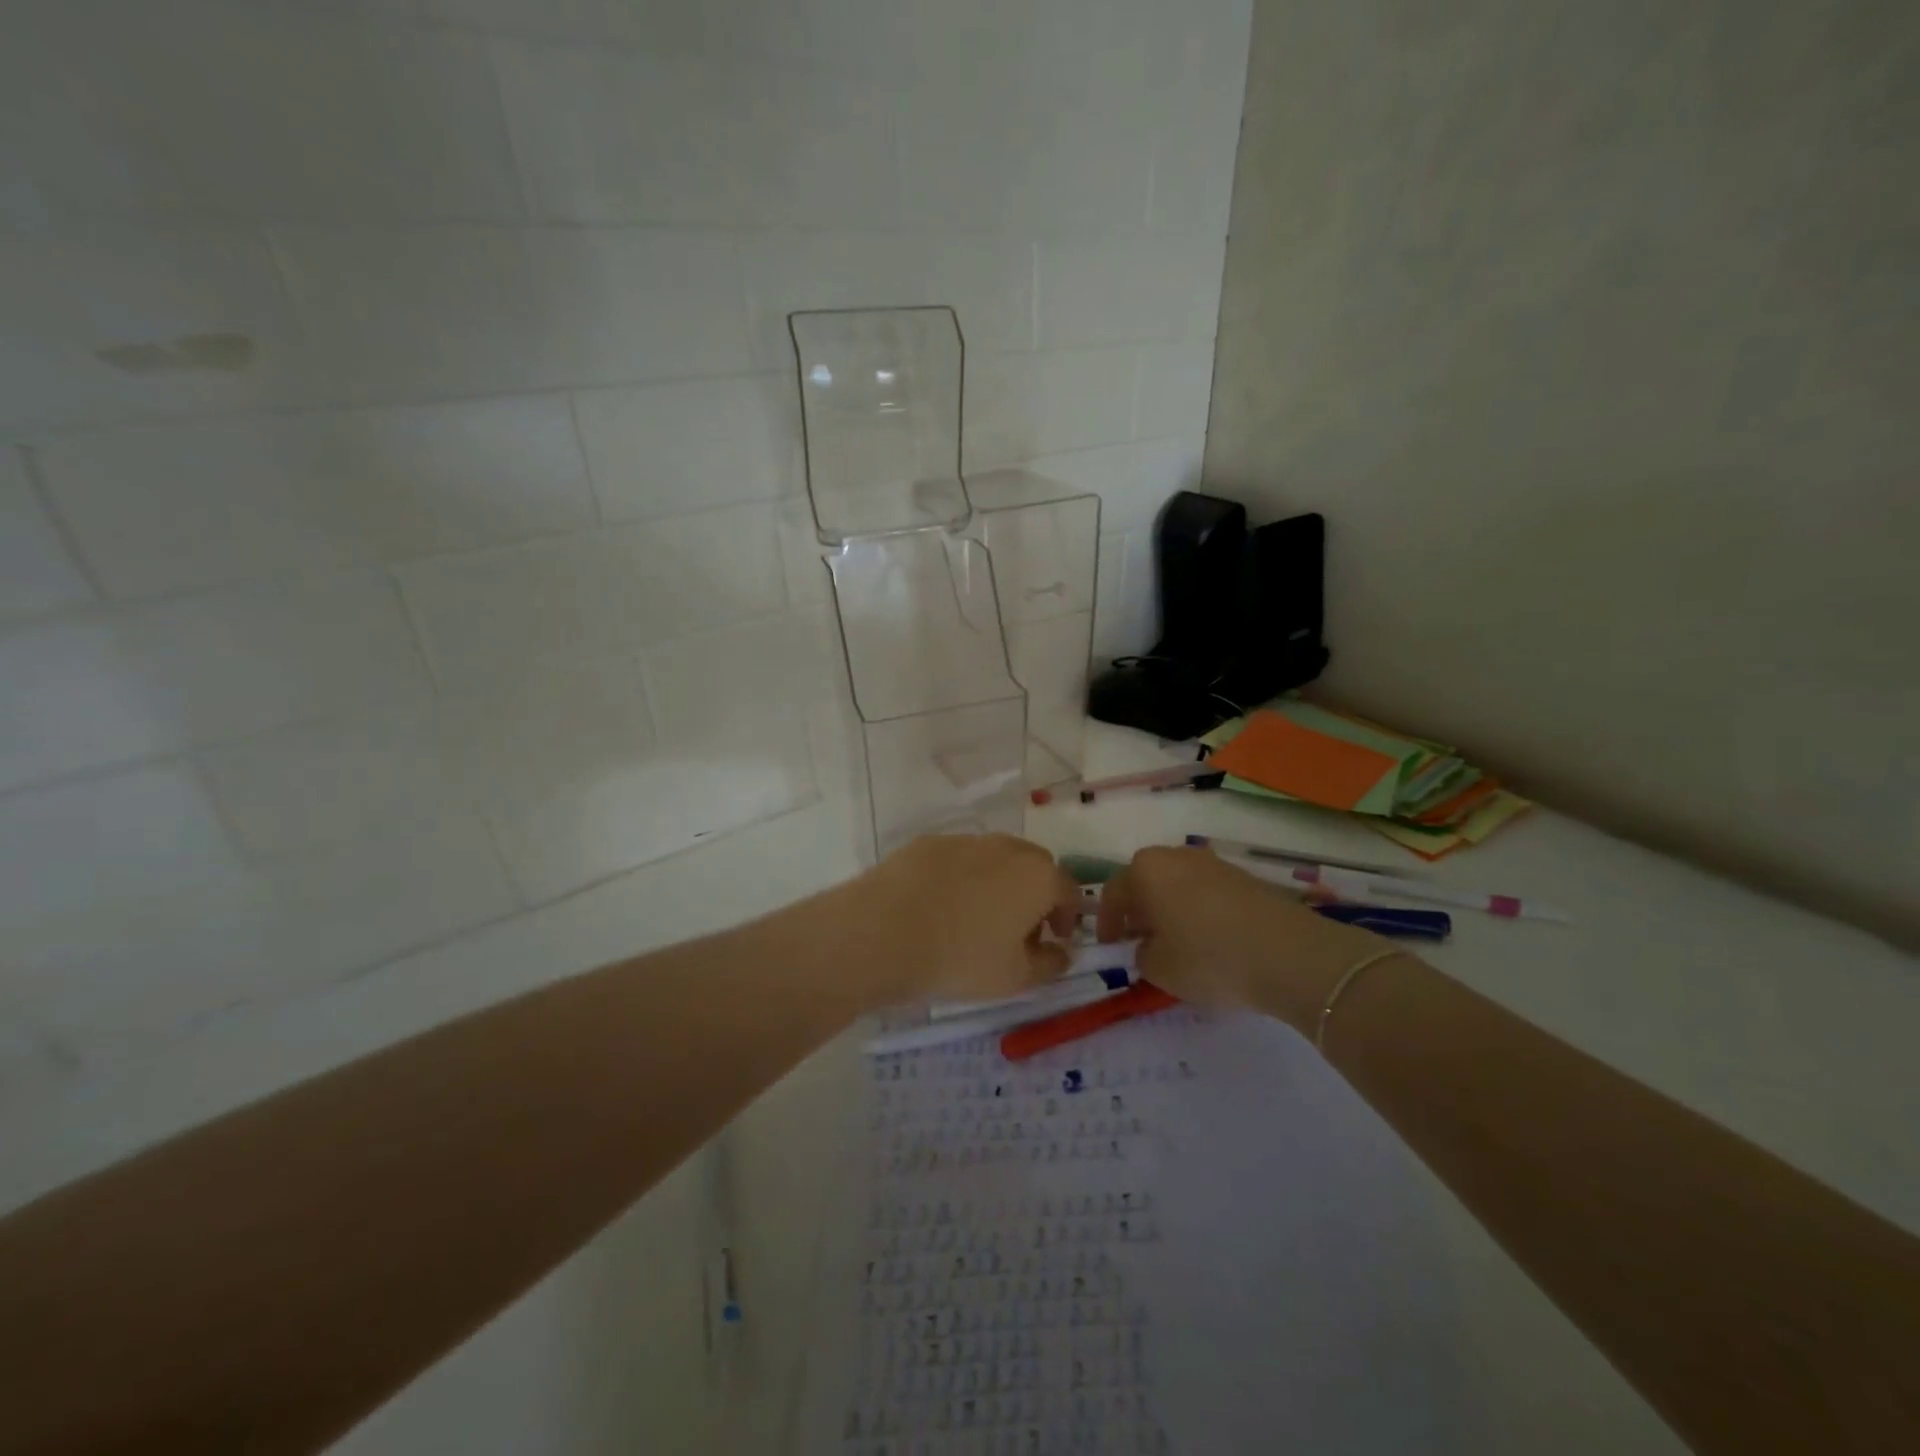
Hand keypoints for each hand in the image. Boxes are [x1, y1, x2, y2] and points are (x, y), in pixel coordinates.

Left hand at [823, 834, 1083, 1008]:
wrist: (883, 932)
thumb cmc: (961, 958)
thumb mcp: (1016, 978)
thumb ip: (1050, 964)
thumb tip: (1061, 952)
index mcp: (1038, 875)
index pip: (1069, 891)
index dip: (1068, 918)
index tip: (1056, 941)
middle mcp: (1007, 847)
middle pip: (1033, 868)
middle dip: (1034, 896)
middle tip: (1019, 931)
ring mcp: (964, 840)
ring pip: (994, 860)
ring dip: (997, 884)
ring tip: (976, 920)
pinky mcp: (927, 843)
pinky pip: (957, 860)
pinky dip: (959, 879)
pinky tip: (940, 907)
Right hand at [1095, 846, 1380, 1030]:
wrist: (1290, 954)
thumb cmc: (1209, 958)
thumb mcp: (1159, 969)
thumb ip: (1142, 955)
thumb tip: (1148, 947)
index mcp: (1146, 870)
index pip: (1114, 892)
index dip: (1108, 921)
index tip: (1110, 946)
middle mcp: (1176, 856)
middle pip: (1146, 880)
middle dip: (1139, 909)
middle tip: (1140, 940)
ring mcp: (1213, 863)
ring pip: (1178, 883)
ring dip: (1170, 908)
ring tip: (1175, 942)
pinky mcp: (1244, 877)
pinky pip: (1206, 891)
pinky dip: (1198, 910)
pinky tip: (1209, 939)